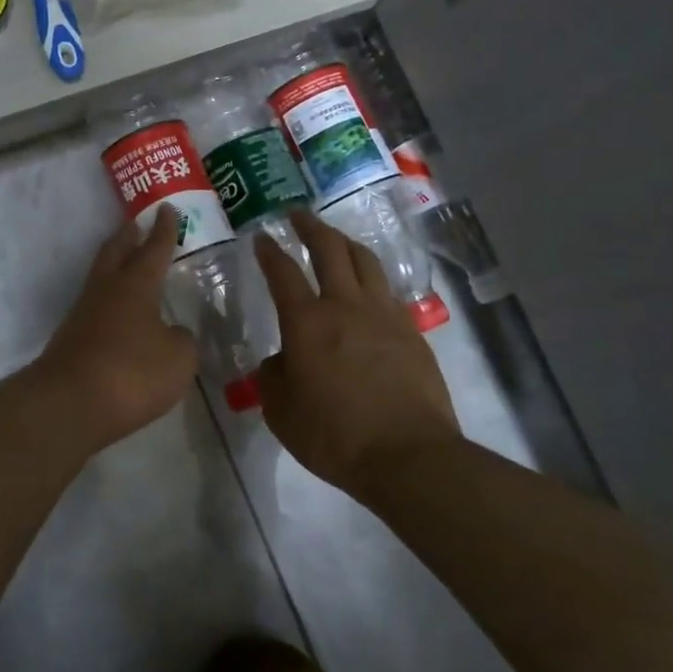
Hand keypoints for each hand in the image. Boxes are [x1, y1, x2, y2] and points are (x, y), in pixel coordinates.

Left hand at [31, 208, 198, 451]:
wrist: (69, 404)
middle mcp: (106, 290)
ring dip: (116, 265)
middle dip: (128, 236)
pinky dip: (110, 300)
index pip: (154, 249)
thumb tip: (173, 333)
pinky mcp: (72, 338)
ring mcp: (84, 313)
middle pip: (116, 251)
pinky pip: (96, 306)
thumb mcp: (178, 359)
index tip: (167, 208)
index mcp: (136, 285)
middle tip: (136, 223)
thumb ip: (182, 340)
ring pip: (102, 277)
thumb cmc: (131, 373)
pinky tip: (120, 314)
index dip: (164, 230)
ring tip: (129, 264)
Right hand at [254, 209, 460, 494]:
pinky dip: (372, 279)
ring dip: (345, 243)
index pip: (282, 272)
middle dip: (310, 226)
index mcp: (307, 322)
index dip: (269, 251)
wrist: (408, 456)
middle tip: (297, 215)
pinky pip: (388, 291)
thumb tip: (279, 361)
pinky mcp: (411, 331)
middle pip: (330, 249)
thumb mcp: (282, 413)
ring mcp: (384, 315)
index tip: (261, 236)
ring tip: (335, 240)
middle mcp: (345, 306)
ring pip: (365, 261)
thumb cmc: (335, 436)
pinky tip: (368, 289)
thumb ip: (273, 379)